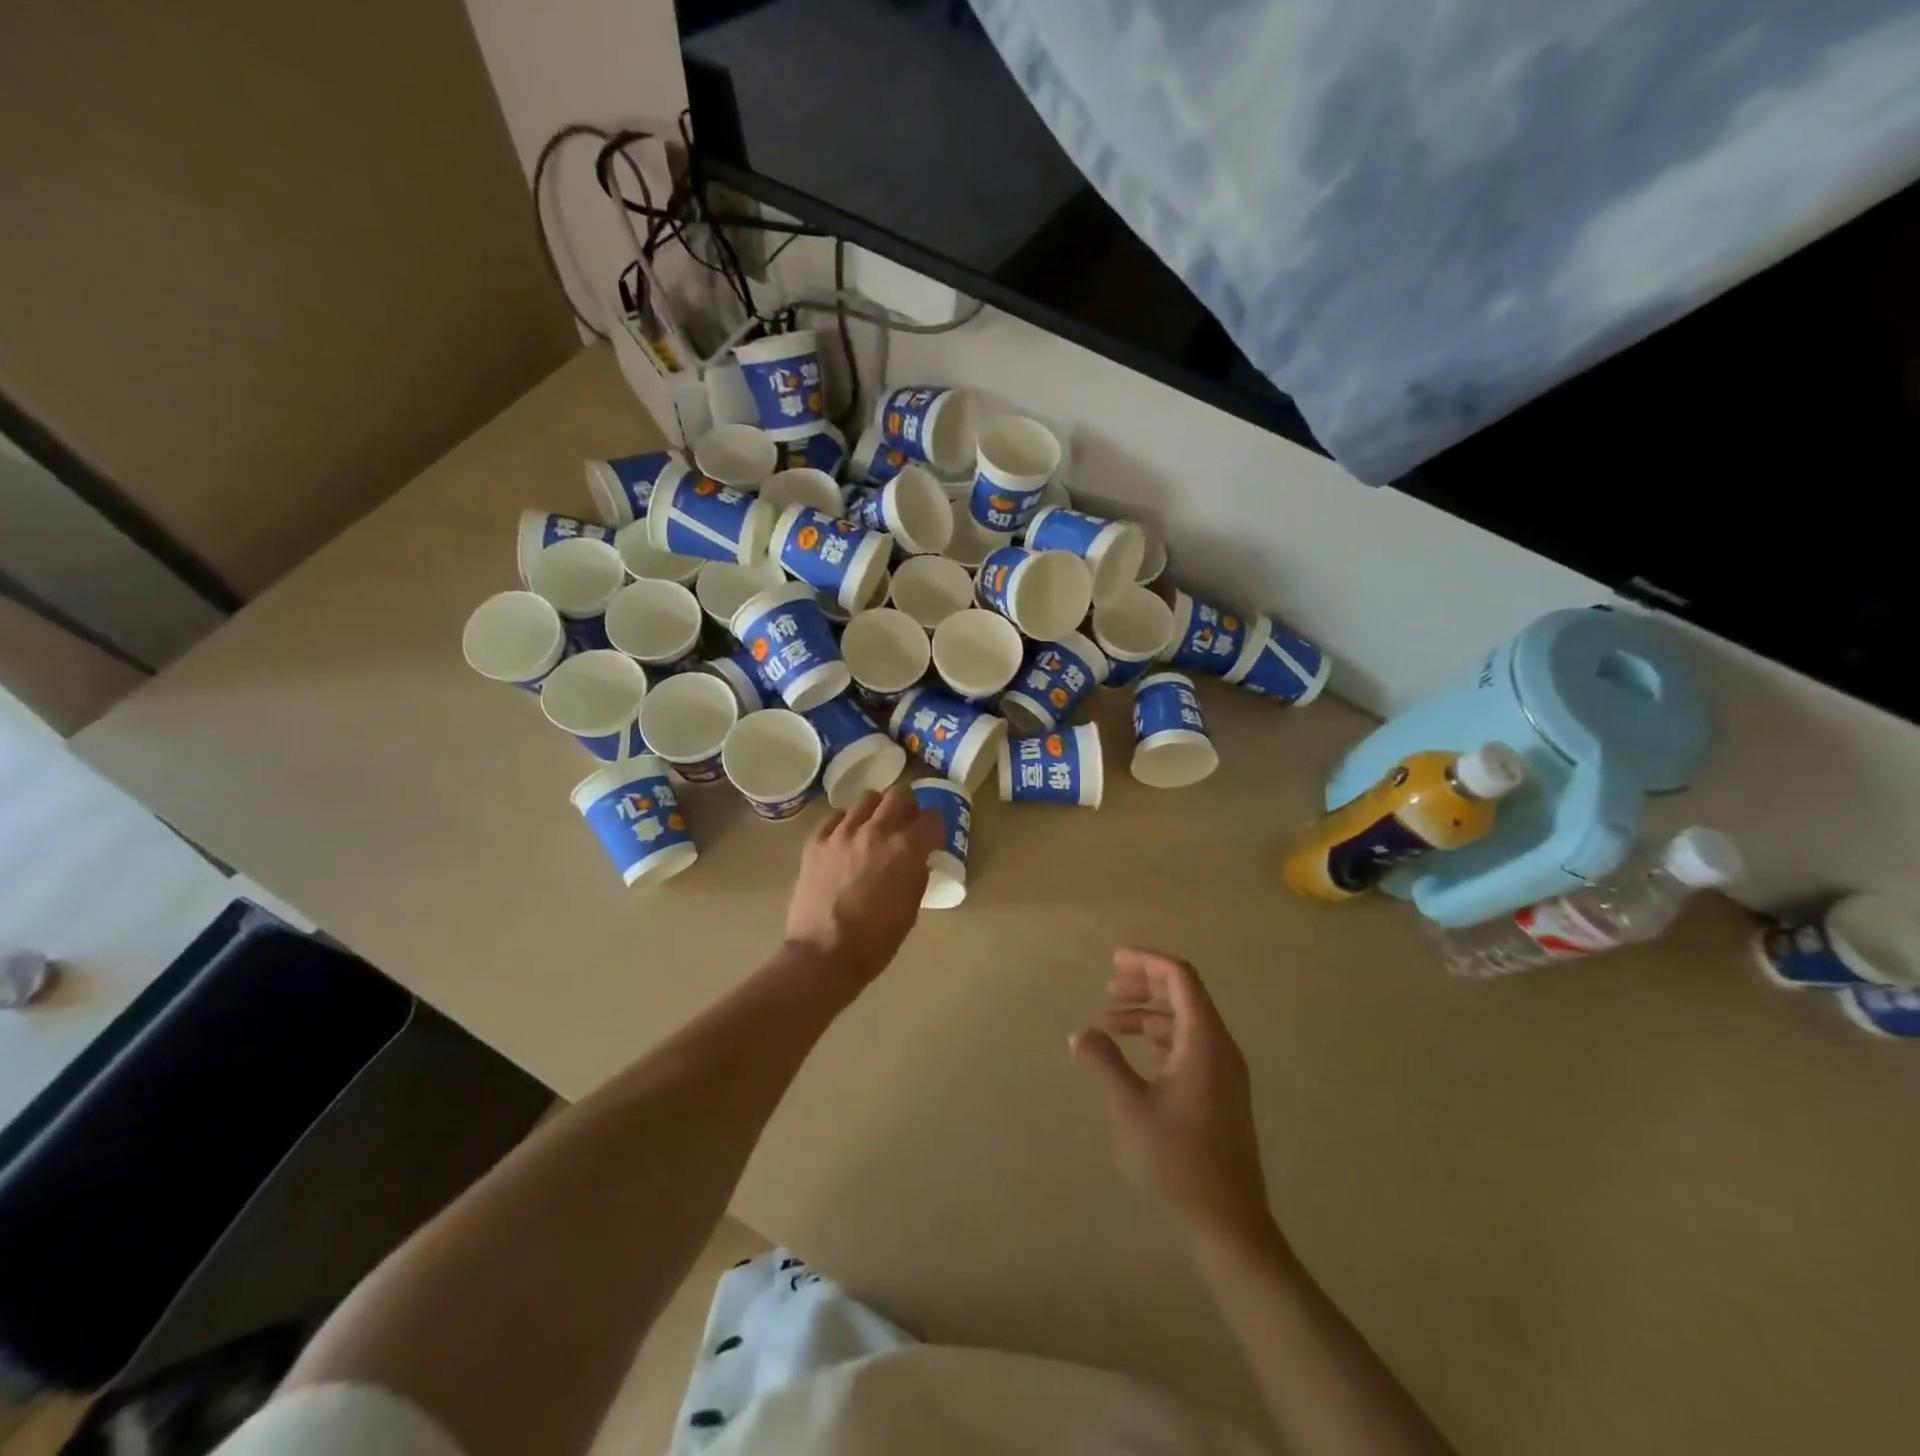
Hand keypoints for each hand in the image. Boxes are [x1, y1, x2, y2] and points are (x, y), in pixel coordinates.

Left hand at [784, 785, 942, 991]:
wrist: (823, 955)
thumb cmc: (875, 940)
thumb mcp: (911, 908)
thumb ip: (917, 874)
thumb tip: (917, 858)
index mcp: (905, 849)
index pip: (932, 818)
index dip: (935, 827)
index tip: (932, 836)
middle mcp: (876, 831)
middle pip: (900, 794)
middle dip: (909, 806)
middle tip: (905, 823)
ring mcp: (842, 833)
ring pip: (867, 799)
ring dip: (877, 810)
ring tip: (874, 828)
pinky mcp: (816, 841)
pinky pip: (836, 816)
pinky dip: (846, 822)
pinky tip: (847, 838)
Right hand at [1071, 949, 1274, 1246]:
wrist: (1229, 1225)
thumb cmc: (1177, 1160)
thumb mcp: (1130, 1107)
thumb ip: (1104, 1062)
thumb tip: (1080, 1033)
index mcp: (1205, 1041)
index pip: (1180, 977)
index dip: (1146, 962)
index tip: (1112, 962)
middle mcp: (1221, 1048)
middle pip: (1185, 994)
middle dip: (1145, 984)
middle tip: (1107, 989)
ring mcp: (1225, 1073)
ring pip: (1186, 1022)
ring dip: (1149, 1013)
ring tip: (1110, 1023)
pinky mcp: (1222, 1095)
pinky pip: (1191, 1046)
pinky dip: (1161, 1038)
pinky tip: (1137, 1054)